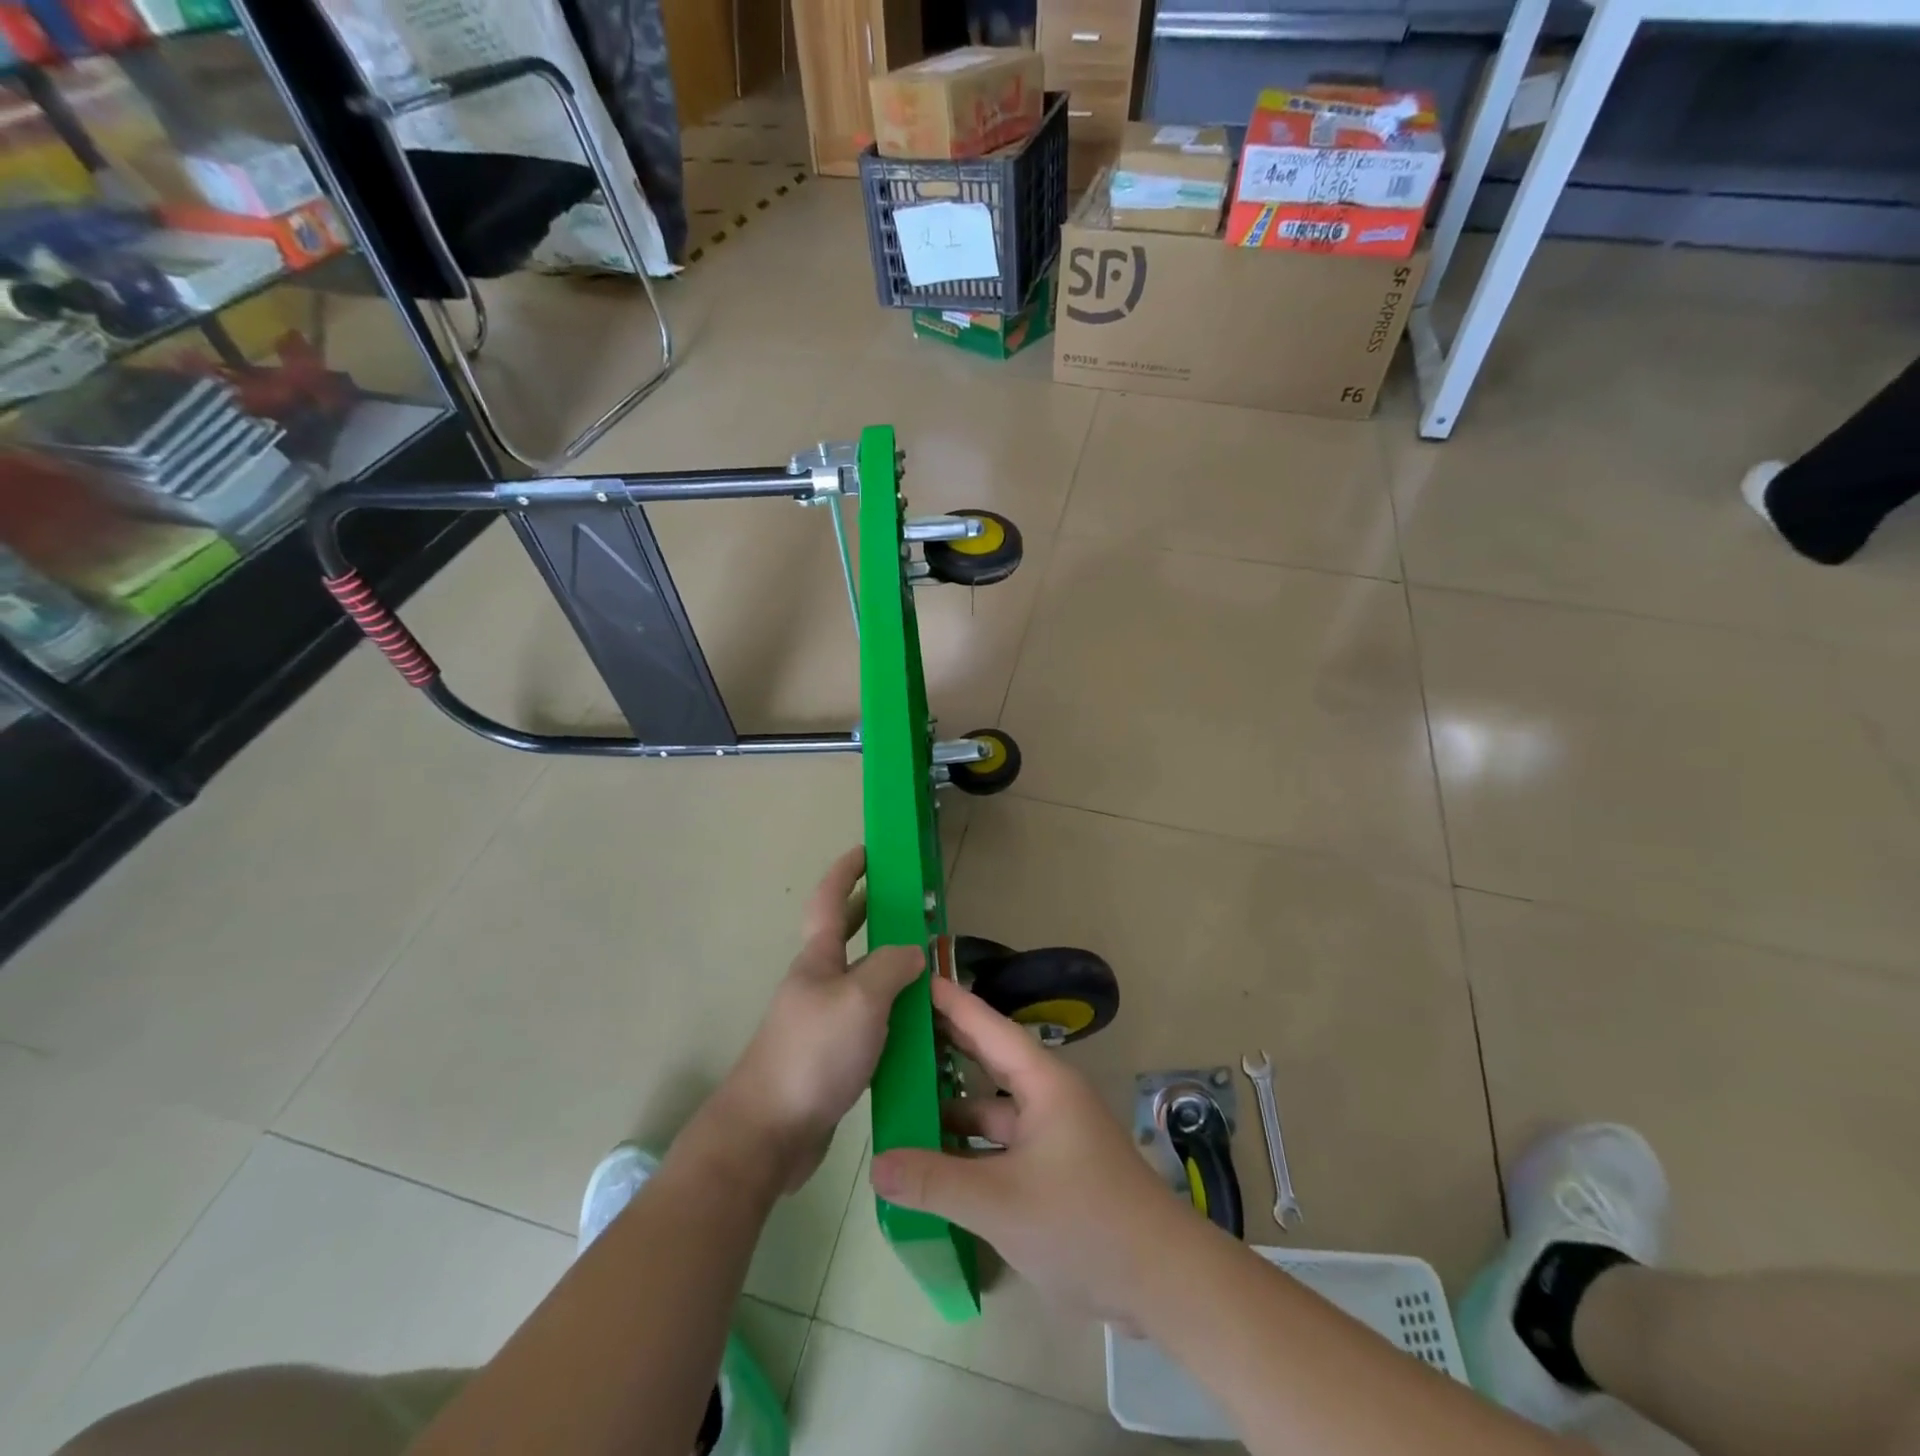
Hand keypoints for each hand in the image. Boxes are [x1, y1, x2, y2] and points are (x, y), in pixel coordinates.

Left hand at [716, 847, 922, 1192]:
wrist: (769, 1133)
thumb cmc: (814, 1053)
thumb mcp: (861, 999)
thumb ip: (892, 967)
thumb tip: (913, 952)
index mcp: (818, 960)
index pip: (830, 900)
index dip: (847, 871)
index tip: (868, 850)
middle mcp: (817, 984)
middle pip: (844, 936)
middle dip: (869, 913)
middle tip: (905, 901)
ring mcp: (821, 1022)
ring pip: (860, 981)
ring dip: (888, 967)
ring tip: (927, 967)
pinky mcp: (830, 1058)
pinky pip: (867, 1021)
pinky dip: (892, 1012)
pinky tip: (917, 1026)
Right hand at [870, 975, 1187, 1323]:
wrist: (1162, 1282)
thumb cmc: (1084, 1222)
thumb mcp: (1000, 1202)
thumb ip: (935, 1182)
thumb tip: (876, 1164)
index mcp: (1043, 1081)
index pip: (986, 1026)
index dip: (949, 1001)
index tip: (912, 976)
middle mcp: (1047, 1097)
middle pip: (987, 1060)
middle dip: (944, 1046)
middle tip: (893, 1030)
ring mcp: (1051, 1135)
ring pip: (991, 1109)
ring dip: (950, 1108)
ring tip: (898, 1100)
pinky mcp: (1053, 1170)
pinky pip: (999, 1146)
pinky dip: (968, 1149)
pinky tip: (931, 1161)